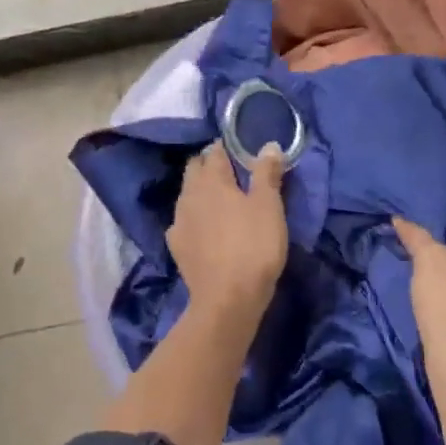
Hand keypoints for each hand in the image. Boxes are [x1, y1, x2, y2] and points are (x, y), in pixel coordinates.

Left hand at [168, 141, 287, 316]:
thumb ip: (267, 173)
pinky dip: (193, 218)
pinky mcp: (176, 246)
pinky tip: (202, 228)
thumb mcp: (269, 207)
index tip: (238, 149)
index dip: (225, 148)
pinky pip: (182, 222)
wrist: (227, 299)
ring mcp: (178, 221)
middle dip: (208, 165)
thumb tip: (268, 145)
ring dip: (198, 191)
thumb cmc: (253, 246)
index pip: (215, 152)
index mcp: (212, 180)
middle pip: (194, 169)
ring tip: (217, 198)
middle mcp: (189, 194)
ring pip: (186, 195)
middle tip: (228, 171)